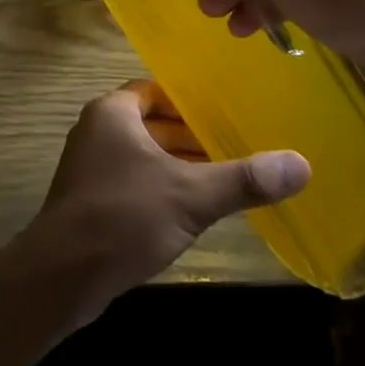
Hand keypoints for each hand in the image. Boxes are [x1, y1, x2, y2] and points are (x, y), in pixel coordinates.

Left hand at [0, 81, 307, 328]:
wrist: (62, 274)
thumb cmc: (123, 216)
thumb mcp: (190, 195)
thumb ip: (243, 179)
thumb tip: (302, 163)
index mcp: (112, 112)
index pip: (154, 91)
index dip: (188, 101)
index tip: (225, 113)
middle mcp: (96, 130)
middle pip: (149, 122)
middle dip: (189, 135)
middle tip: (235, 145)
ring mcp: (89, 166)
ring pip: (141, 154)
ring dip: (175, 163)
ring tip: (222, 177)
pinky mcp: (89, 199)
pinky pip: (132, 180)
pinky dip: (159, 186)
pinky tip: (189, 210)